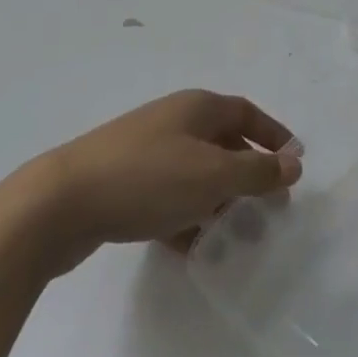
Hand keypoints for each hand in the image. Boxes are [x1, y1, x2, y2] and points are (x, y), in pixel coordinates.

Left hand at [29, 91, 302, 265]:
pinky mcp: (125, 183)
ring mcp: (145, 151)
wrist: (62, 201)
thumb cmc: (147, 178)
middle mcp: (173, 121)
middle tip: (270, 207)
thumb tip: (294, 161)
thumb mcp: (211, 175)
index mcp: (196, 107)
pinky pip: (169, 196)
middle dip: (248, 172)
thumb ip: (256, 170)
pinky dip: (187, 216)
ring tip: (236, 235)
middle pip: (222, 141)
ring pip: (195, 172)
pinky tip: (193, 248)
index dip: (273, 134)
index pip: (246, 112)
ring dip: (219, 200)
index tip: (295, 163)